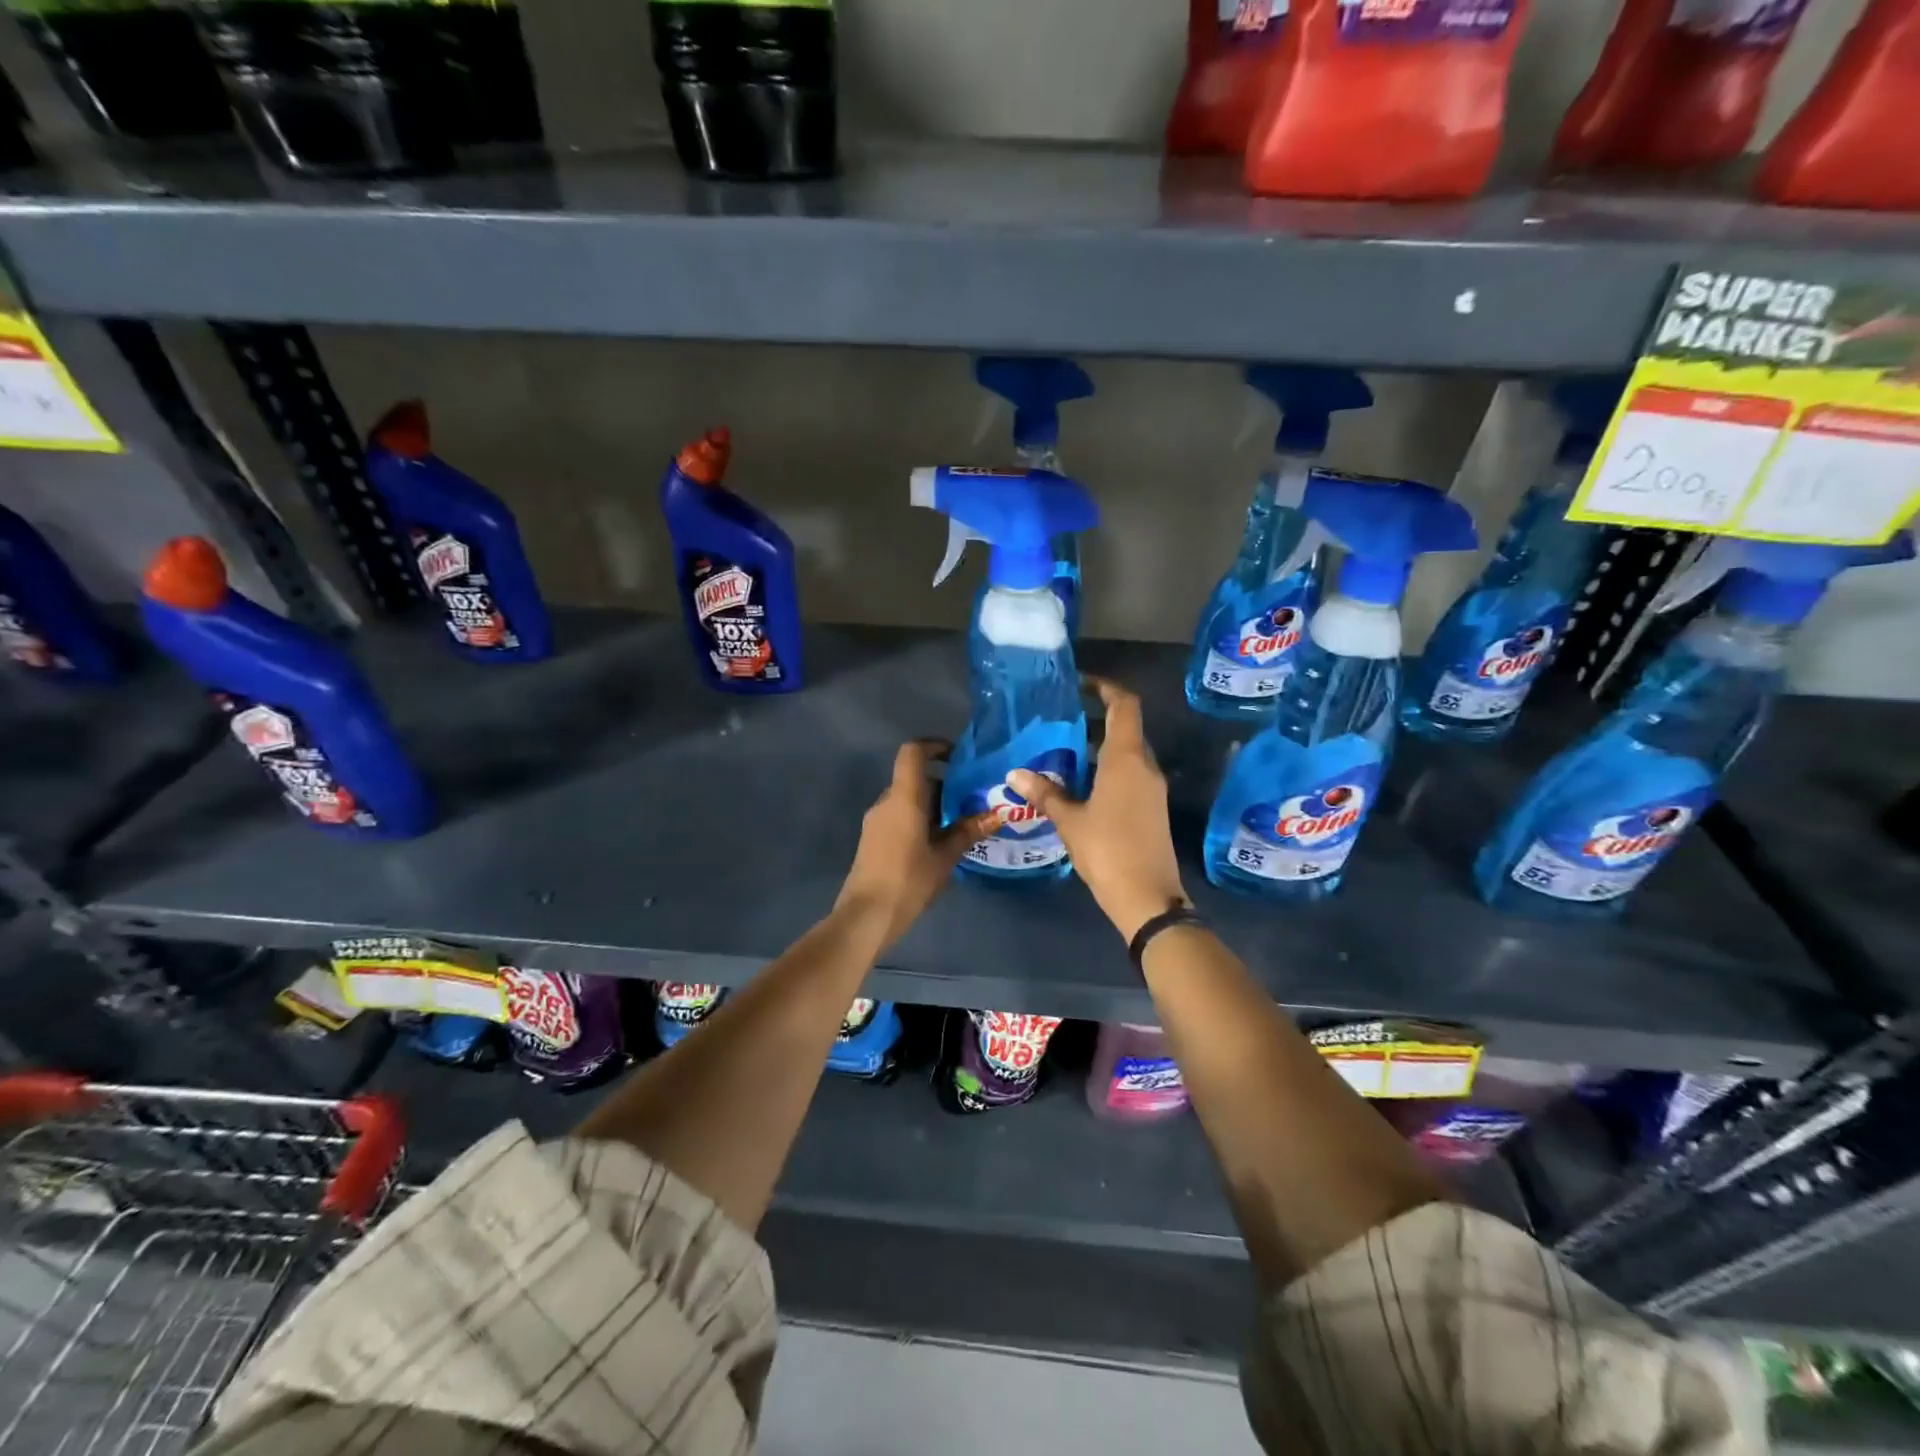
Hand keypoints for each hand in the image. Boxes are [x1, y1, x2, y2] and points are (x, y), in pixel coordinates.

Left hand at [836, 740, 996, 949]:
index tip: (958, 757)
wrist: (866, 916)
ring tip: (963, 825)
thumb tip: (997, 814)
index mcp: (903, 797)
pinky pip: (901, 817)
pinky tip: (941, 844)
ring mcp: (877, 821)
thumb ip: (968, 831)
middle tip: (973, 801)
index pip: (913, 752)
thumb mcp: (945, 857)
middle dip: (945, 786)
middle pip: (915, 779)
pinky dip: (922, 821)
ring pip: (909, 800)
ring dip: (934, 807)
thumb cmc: (908, 880)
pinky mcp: (874, 839)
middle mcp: (886, 802)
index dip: (934, 746)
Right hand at [1009, 677, 1188, 940]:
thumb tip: (1015, 773)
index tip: (1082, 683)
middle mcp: (1145, 766)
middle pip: (1127, 727)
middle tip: (1062, 719)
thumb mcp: (1070, 821)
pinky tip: (1082, 782)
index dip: (1107, 688)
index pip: (1125, 706)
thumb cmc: (1107, 850)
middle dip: (1098, 717)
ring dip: (1102, 745)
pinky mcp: (1152, 807)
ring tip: (1065, 749)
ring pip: (1128, 752)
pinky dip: (1109, 767)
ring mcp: (1152, 787)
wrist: (1147, 897)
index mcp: (1126, 759)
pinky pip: (1131, 773)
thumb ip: (1045, 793)